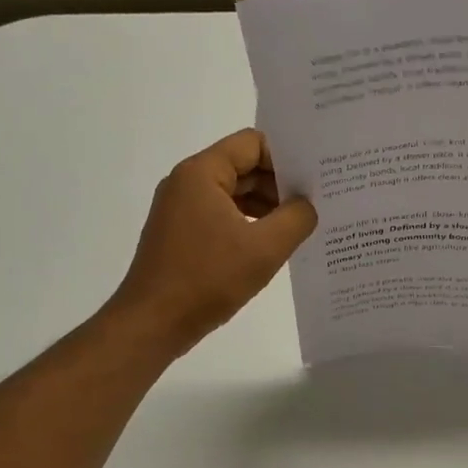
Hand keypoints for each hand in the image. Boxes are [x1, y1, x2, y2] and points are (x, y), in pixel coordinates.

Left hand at [108, 129, 317, 358]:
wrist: (153, 324)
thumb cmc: (207, 279)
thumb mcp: (265, 249)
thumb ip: (296, 218)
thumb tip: (308, 204)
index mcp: (202, 173)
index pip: (253, 143)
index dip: (286, 159)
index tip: (313, 183)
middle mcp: (187, 183)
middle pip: (243, 167)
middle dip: (279, 184)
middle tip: (315, 206)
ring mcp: (180, 210)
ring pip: (233, 194)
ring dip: (265, 207)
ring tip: (297, 228)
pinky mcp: (181, 235)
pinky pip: (221, 216)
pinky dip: (247, 224)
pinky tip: (269, 247)